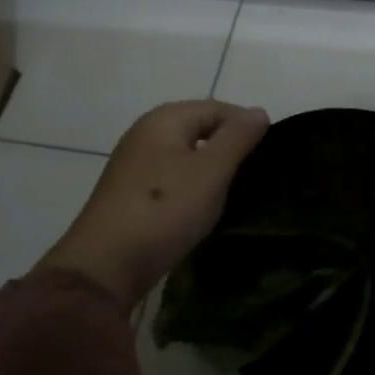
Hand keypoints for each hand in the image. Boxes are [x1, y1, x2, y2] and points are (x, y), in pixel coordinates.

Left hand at [38, 101, 269, 305]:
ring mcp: (134, 164)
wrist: (105, 265)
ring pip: (185, 155)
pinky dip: (191, 187)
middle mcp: (145, 133)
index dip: (246, 125)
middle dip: (229, 147)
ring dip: (210, 170)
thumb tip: (259, 112)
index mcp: (165, 119)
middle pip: (199, 129)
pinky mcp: (130, 193)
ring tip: (234, 192)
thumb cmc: (165, 210)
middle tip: (254, 174)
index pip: (217, 108)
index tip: (269, 154)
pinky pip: (171, 178)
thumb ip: (238, 138)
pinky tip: (201, 208)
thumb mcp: (211, 171)